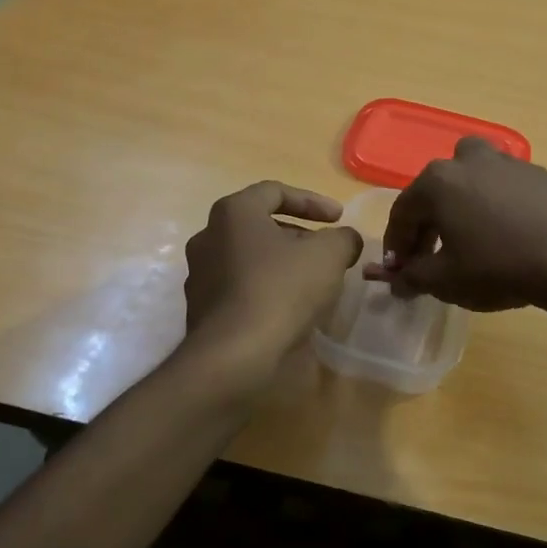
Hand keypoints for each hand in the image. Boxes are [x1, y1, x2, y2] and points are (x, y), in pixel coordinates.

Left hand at [181, 181, 362, 388]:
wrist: (233, 356)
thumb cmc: (281, 290)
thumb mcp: (329, 256)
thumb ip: (343, 238)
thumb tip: (346, 239)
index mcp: (233, 213)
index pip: (275, 192)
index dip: (312, 201)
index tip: (339, 218)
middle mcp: (208, 236)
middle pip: (260, 226)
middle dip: (298, 235)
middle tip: (327, 251)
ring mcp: (200, 275)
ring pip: (250, 258)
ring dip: (282, 264)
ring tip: (313, 281)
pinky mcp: (202, 310)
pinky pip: (241, 289)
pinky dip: (267, 290)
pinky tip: (291, 309)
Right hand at [366, 138, 546, 311]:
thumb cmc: (498, 268)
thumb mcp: (445, 281)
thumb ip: (412, 277)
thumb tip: (395, 281)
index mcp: (437, 182)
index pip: (403, 212)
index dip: (397, 244)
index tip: (400, 270)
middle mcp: (467, 161)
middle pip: (435, 190)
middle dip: (427, 223)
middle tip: (430, 256)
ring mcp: (506, 162)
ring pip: (470, 177)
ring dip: (461, 201)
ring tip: (468, 233)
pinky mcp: (537, 173)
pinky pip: (502, 185)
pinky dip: (494, 203)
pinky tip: (506, 231)